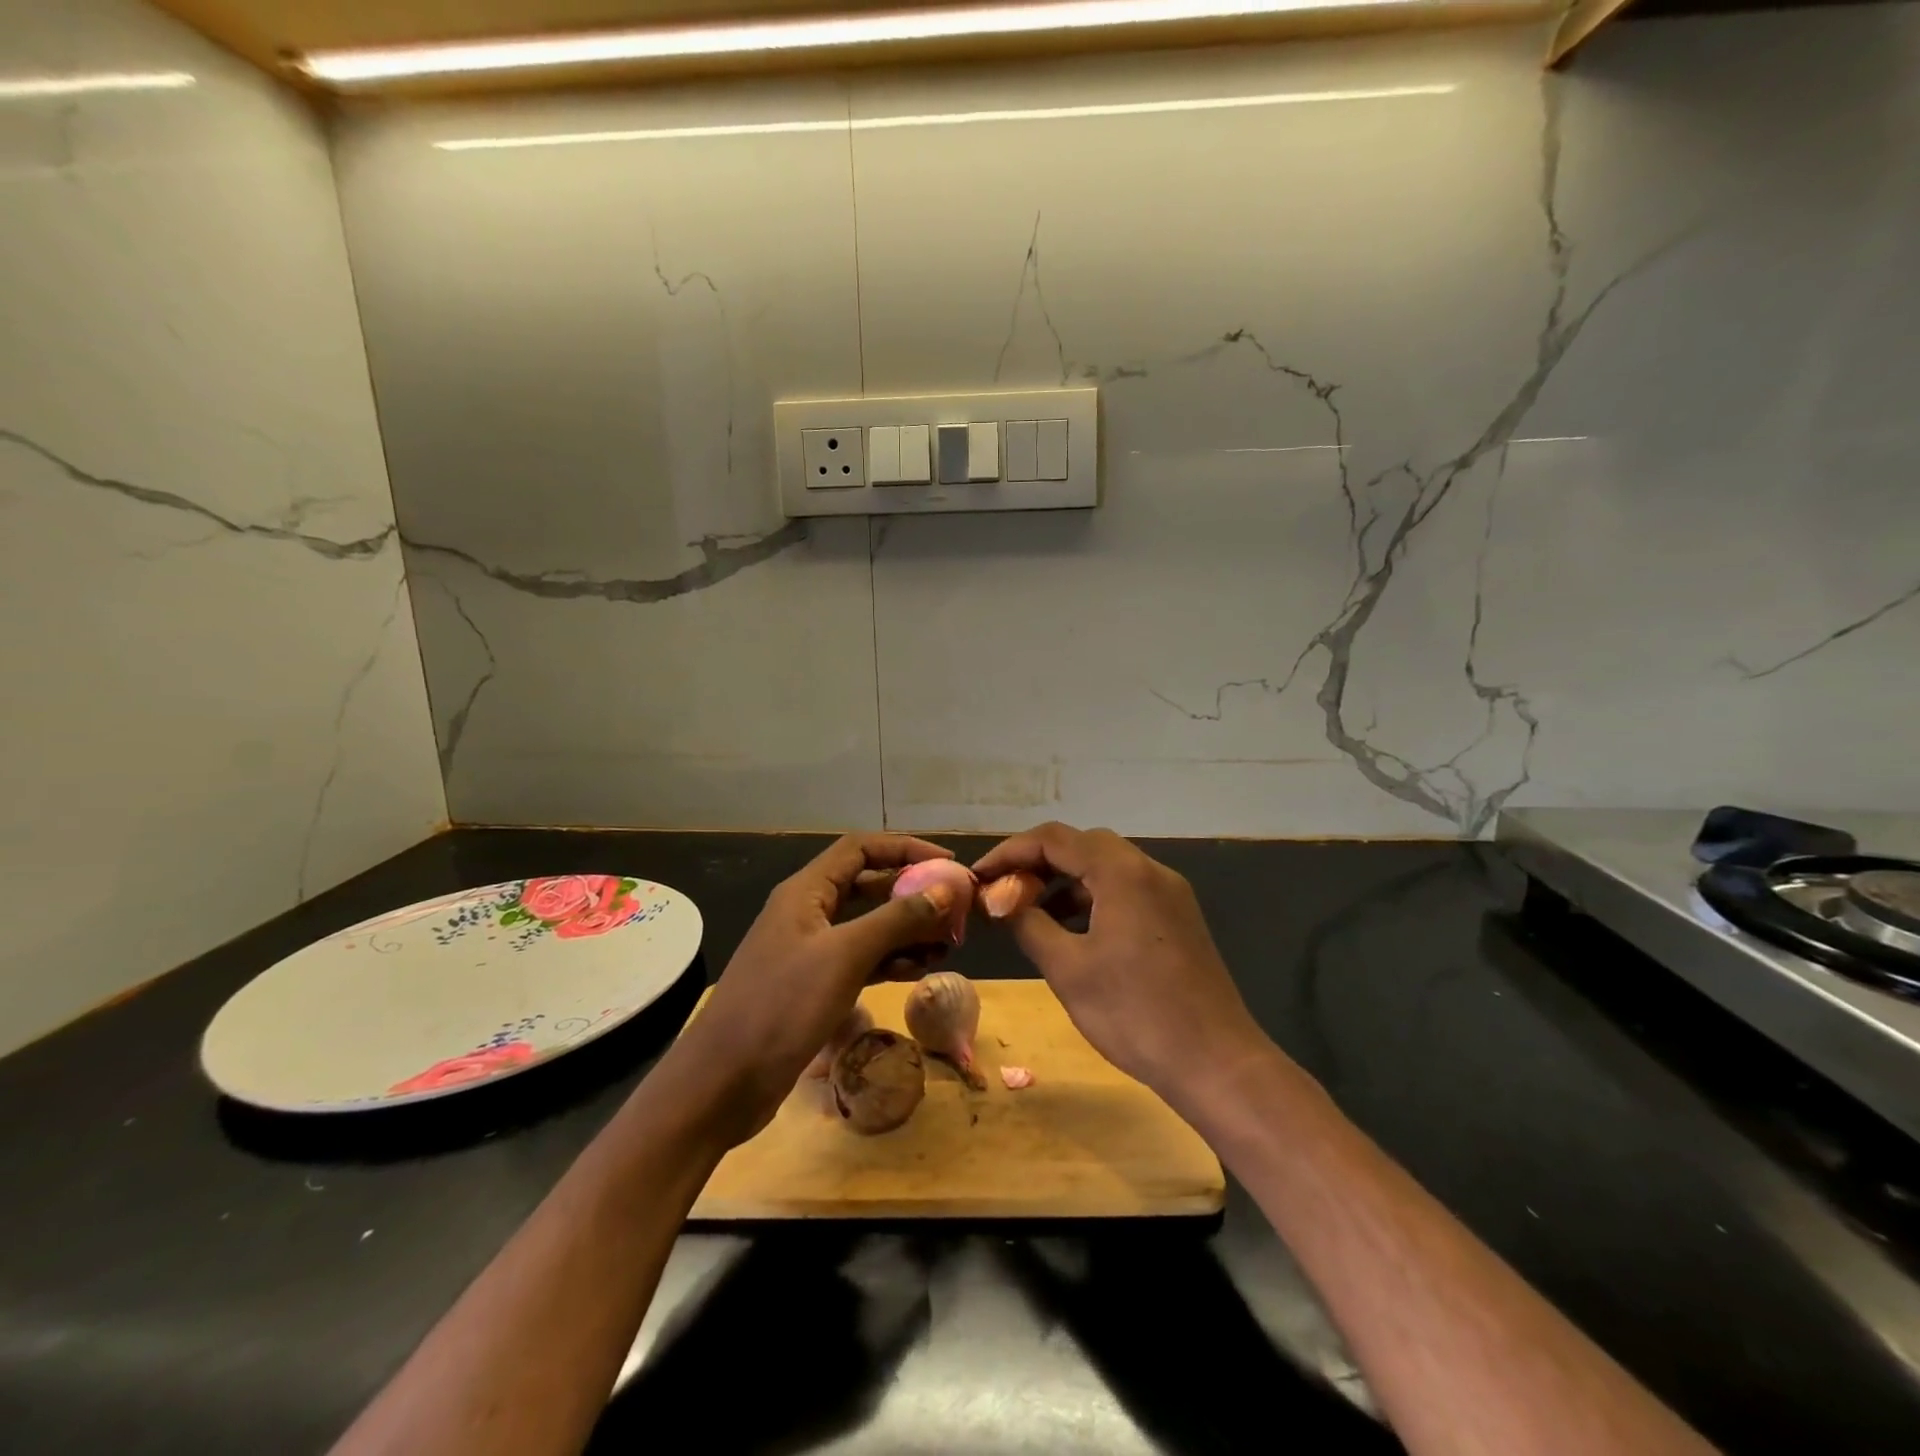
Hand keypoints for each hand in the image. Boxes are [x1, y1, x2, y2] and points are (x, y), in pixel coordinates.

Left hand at [673, 833, 959, 1143]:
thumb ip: (897, 919)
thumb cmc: (782, 1006)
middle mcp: (808, 913)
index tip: (949, 864)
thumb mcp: (845, 956)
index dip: (906, 849)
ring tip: (948, 943)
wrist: (722, 1083)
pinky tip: (920, 970)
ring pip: (868, 926)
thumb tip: (946, 889)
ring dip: (906, 930)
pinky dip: (890, 960)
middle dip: (911, 893)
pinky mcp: (814, 986)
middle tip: (955, 910)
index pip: (861, 849)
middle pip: (867, 886)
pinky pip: (861, 960)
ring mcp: (810, 951)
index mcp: (806, 891)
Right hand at [973, 823, 1272, 1110]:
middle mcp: (1149, 870)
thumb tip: (999, 900)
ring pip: (1106, 868)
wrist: (1216, 1062)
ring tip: (1030, 912)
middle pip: (1082, 845)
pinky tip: (1072, 932)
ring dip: (1064, 882)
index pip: (1053, 839)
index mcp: (1121, 872)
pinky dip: (1092, 900)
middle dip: (1037, 863)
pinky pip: (1126, 891)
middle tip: (1003, 891)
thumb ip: (1027, 923)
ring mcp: (1169, 893)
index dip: (1009, 852)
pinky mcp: (1178, 918)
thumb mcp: (1068, 969)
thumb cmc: (1134, 1013)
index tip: (978, 877)